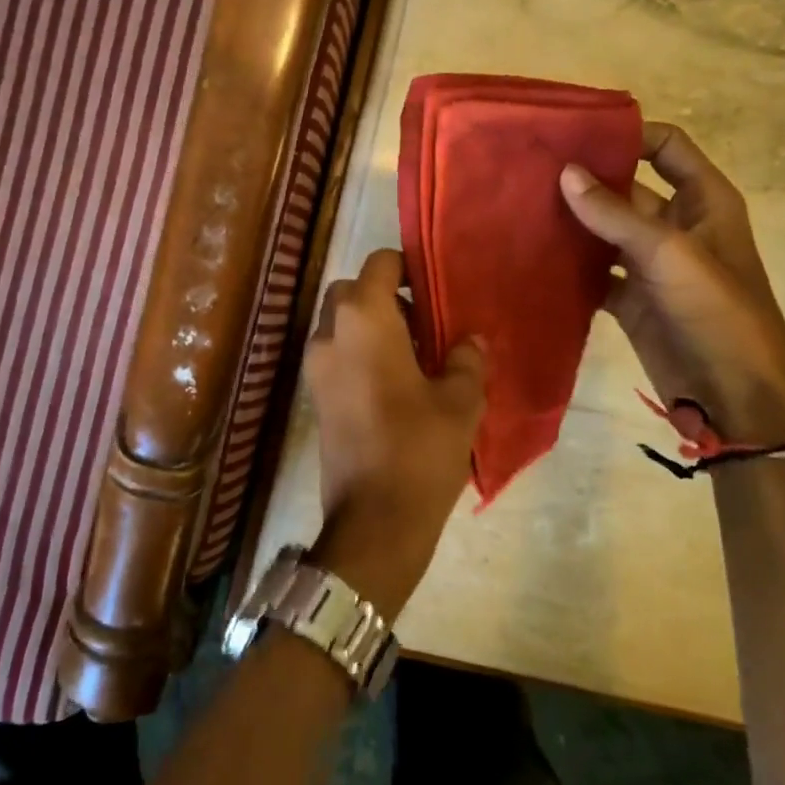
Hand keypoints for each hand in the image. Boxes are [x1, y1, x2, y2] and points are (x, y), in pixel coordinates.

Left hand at [303, 249, 485, 619]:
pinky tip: (394, 383)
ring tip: (414, 356)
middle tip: (424, 324)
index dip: (407, 267)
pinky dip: (359, 352)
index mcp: (364, 320)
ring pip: (339, 323)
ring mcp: (316, 366)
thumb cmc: (421, 449)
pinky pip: (335, 353)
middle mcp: (330, 334)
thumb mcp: (461, 400)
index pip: (379, 264)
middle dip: (384, 296)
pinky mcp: (314, 396)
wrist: (374, 519)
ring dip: (371, 325)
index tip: (434, 287)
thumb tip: (470, 340)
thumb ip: (466, 359)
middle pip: (351, 291)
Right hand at [560, 123, 784, 445]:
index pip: (667, 147)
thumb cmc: (716, 311)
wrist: (734, 393)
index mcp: (703, 201)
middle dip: (584, 181)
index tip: (576, 133)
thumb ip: (615, 215)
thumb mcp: (669, 254)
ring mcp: (650, 265)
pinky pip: (594, 274)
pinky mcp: (630, 300)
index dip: (629, 135)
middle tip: (530, 172)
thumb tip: (566, 172)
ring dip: (571, 224)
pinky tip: (532, 258)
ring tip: (520, 209)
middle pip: (625, 189)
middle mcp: (675, 226)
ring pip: (604, 233)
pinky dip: (569, 268)